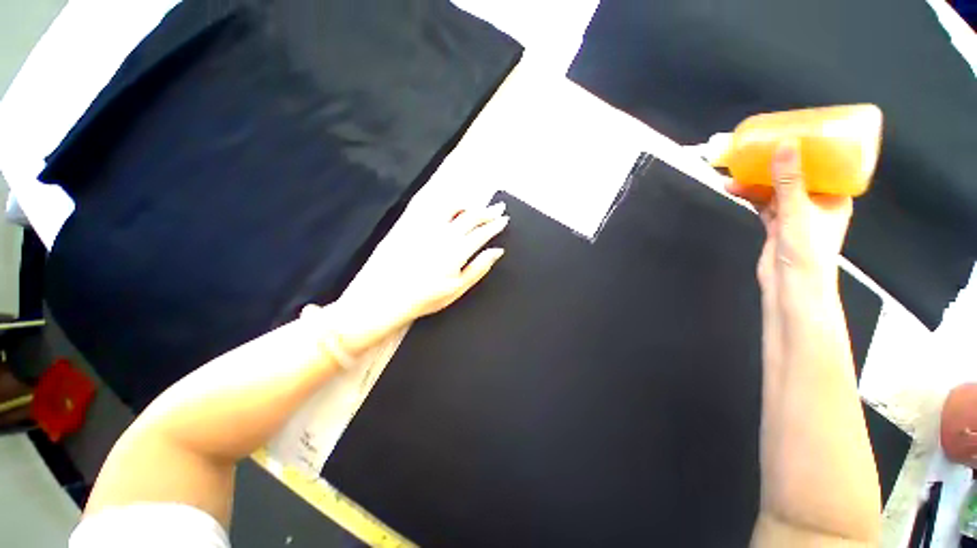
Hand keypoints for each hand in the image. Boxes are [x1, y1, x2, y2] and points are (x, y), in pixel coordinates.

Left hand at [308, 195, 508, 355]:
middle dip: (487, 211)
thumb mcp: (459, 287)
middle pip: (471, 216)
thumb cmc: (426, 296)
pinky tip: (449, 206)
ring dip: (468, 204)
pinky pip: (431, 207)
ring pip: (452, 207)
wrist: (388, 296)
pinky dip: (445, 204)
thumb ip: (479, 267)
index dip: (495, 225)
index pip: (482, 232)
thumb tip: (497, 251)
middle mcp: (444, 233)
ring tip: (475, 206)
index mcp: (458, 250)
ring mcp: (426, 227)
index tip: (503, 219)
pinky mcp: (411, 225)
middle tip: (498, 207)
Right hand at [726, 139, 852, 302]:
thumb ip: (789, 180)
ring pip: (775, 190)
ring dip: (755, 182)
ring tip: (734, 173)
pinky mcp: (776, 225)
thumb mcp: (798, 211)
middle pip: (794, 176)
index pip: (824, 165)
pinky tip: (735, 189)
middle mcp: (816, 202)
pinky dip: (750, 196)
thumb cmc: (807, 250)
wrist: (791, 286)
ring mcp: (795, 214)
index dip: (808, 148)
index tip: (789, 134)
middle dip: (773, 165)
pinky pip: (763, 204)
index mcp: (833, 196)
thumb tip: (785, 144)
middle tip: (754, 151)